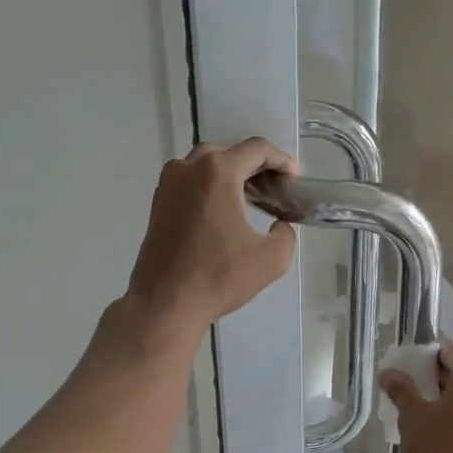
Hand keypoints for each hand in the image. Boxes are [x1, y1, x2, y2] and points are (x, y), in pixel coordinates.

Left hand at [124, 138, 297, 343]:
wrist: (165, 303)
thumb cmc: (219, 277)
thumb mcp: (271, 259)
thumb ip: (286, 234)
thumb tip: (279, 225)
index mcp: (218, 172)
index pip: (256, 149)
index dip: (281, 160)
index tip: (294, 177)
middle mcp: (188, 168)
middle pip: (228, 152)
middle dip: (254, 164)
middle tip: (274, 187)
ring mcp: (168, 184)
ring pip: (205, 164)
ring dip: (230, 173)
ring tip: (250, 196)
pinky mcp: (158, 203)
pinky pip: (189, 181)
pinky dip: (209, 186)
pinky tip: (223, 210)